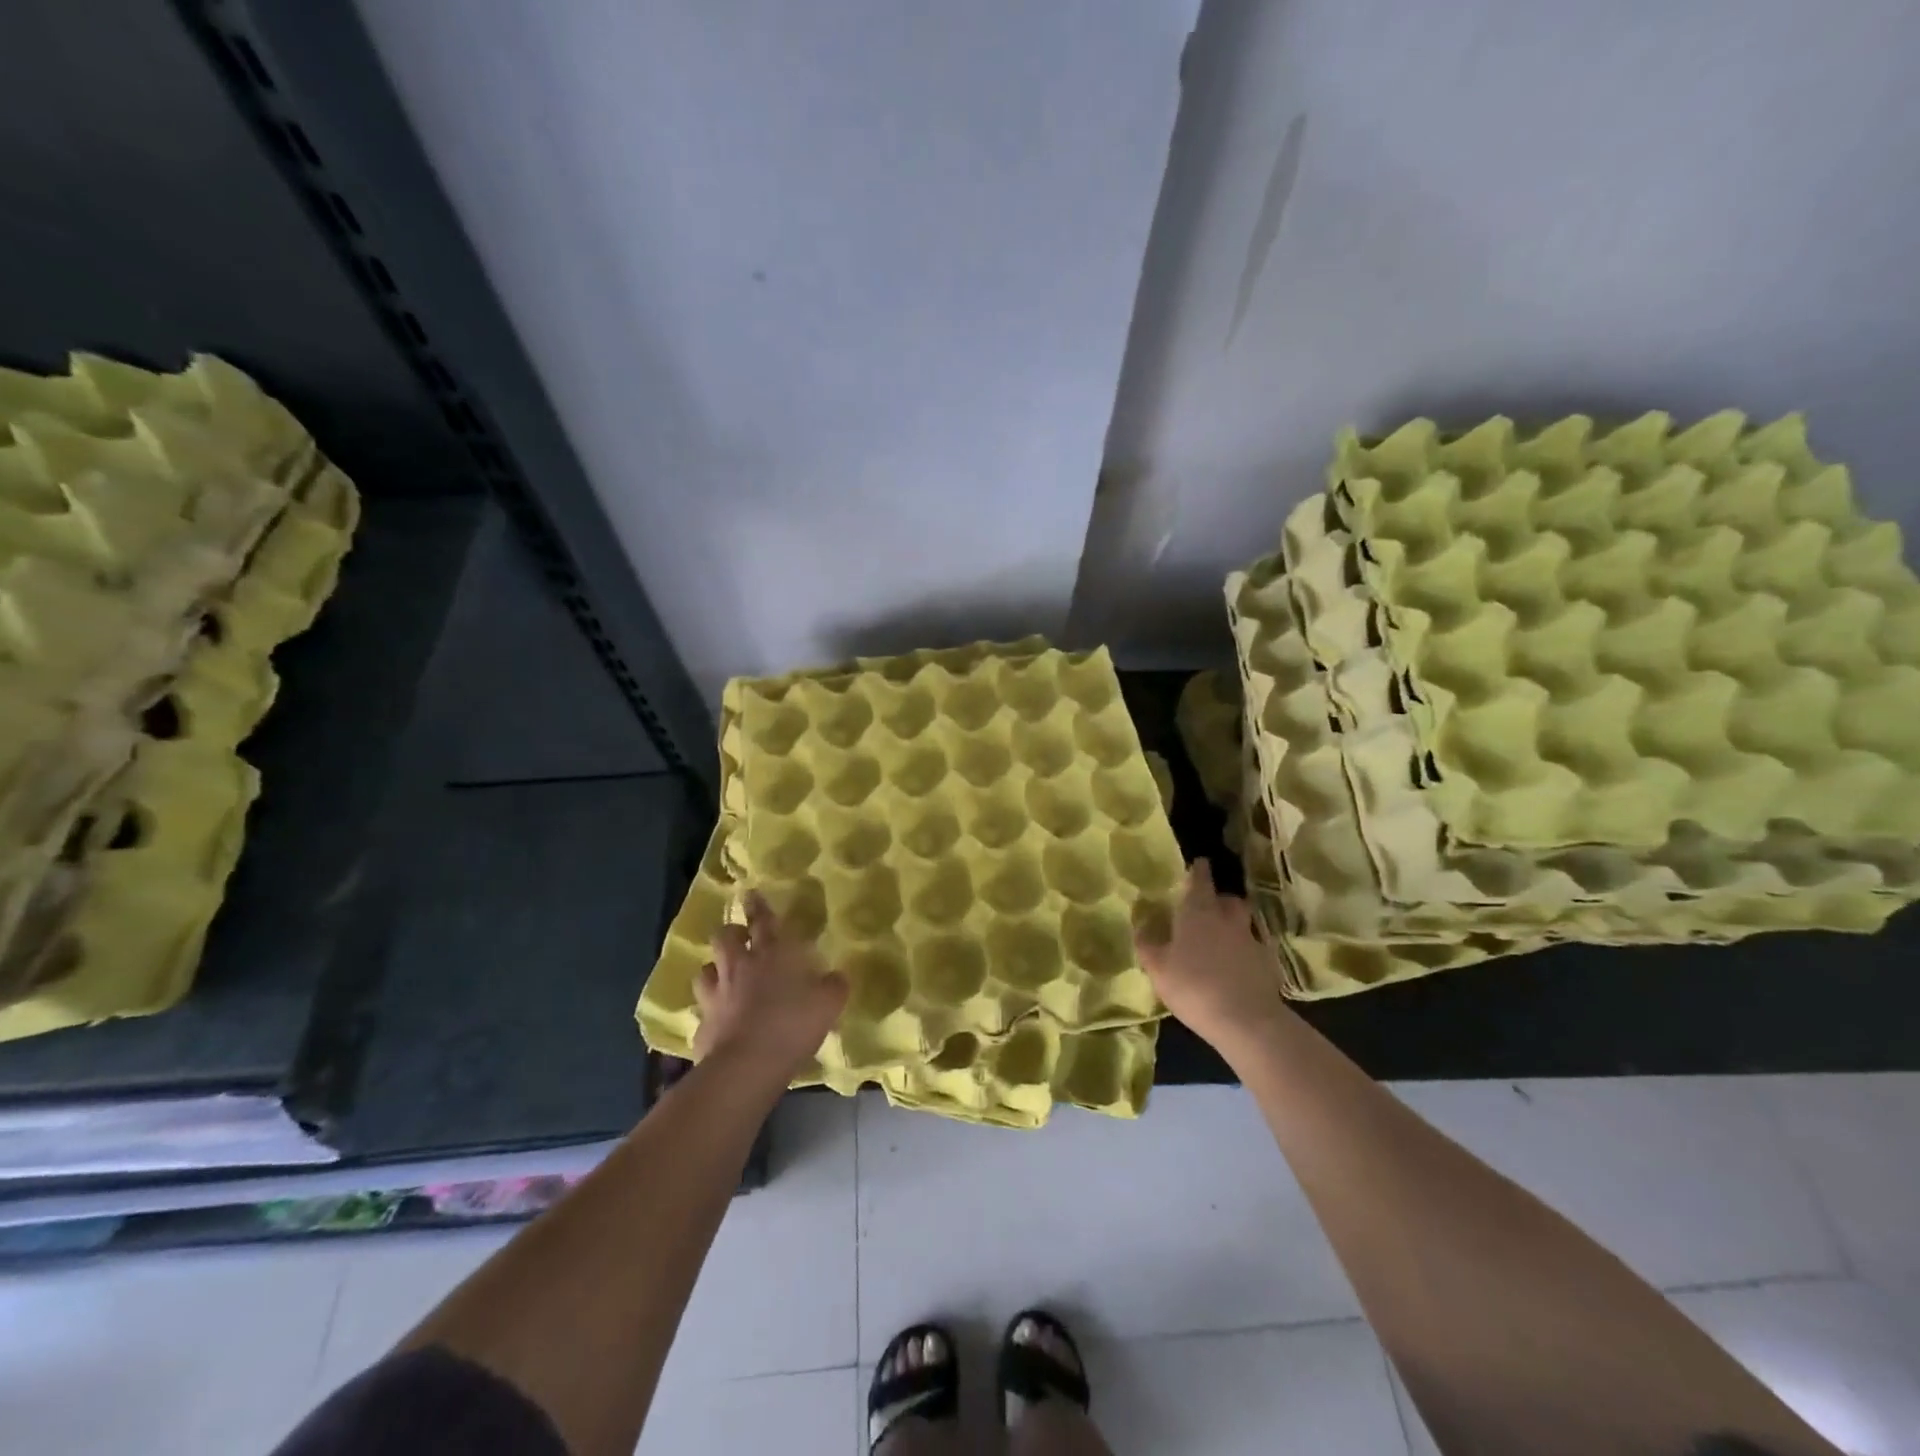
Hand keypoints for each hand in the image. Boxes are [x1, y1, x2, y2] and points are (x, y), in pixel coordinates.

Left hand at [693, 892, 848, 1084]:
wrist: (747, 1065)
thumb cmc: (793, 1024)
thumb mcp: (829, 1003)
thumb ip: (834, 986)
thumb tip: (836, 977)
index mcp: (772, 954)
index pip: (763, 920)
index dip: (758, 906)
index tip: (751, 894)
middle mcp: (739, 967)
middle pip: (725, 937)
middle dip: (731, 933)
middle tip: (739, 938)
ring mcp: (716, 995)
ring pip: (706, 970)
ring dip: (715, 969)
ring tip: (723, 976)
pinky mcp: (703, 1025)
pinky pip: (704, 1010)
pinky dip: (712, 1012)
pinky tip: (720, 1021)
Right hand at [1135, 860, 1289, 1054]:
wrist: (1246, 1021)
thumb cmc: (1193, 986)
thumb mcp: (1158, 968)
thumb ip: (1147, 943)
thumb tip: (1141, 922)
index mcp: (1198, 912)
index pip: (1200, 880)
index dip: (1198, 871)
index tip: (1198, 864)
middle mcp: (1227, 919)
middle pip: (1227, 898)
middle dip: (1218, 898)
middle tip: (1207, 906)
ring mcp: (1251, 940)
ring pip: (1243, 921)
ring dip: (1233, 923)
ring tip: (1221, 936)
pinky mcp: (1267, 963)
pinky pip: (1254, 947)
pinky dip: (1245, 950)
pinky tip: (1236, 965)